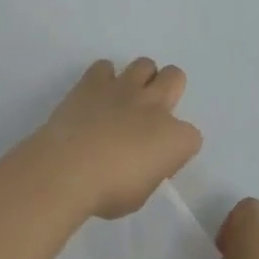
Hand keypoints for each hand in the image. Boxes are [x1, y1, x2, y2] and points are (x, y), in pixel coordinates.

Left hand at [30, 59, 201, 219]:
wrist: (67, 170)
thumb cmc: (107, 192)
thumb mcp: (140, 194)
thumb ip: (149, 170)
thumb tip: (143, 160)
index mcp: (175, 139)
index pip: (192, 137)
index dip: (177, 147)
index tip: (160, 159)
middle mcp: (155, 105)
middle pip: (175, 77)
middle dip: (167, 91)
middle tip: (149, 114)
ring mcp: (124, 88)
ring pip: (144, 64)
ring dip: (139, 80)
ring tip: (124, 100)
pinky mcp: (94, 81)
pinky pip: (104, 67)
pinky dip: (102, 79)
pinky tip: (96, 97)